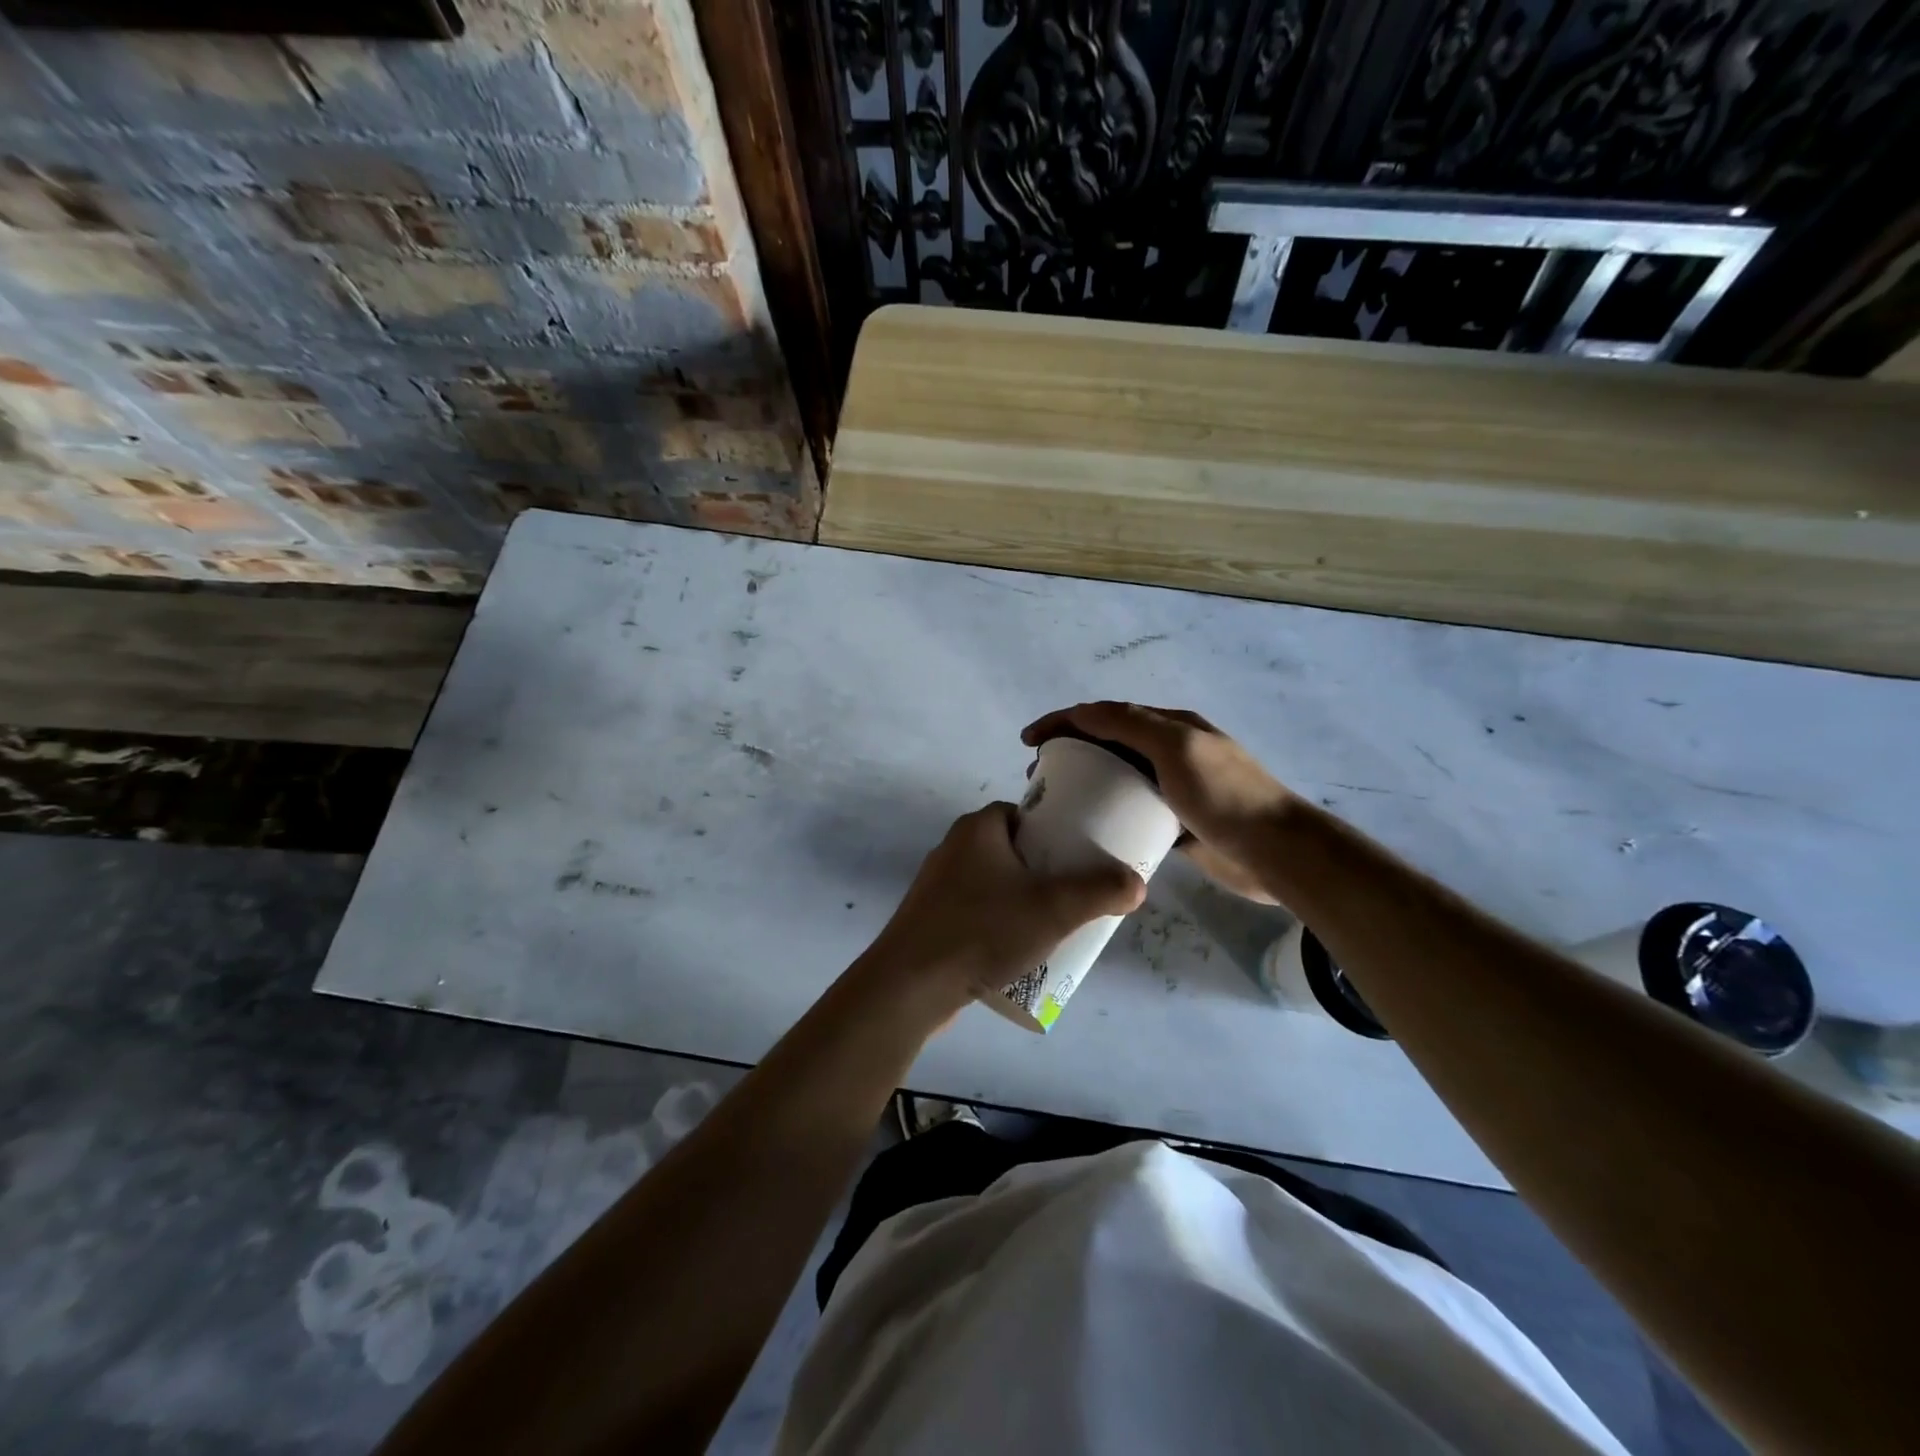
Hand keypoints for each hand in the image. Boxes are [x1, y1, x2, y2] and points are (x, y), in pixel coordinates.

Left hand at [856, 803, 1145, 1023]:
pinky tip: (1015, 950)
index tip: (1079, 856)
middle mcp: (953, 848)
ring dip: (1021, 899)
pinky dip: (997, 922)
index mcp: (978, 828)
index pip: (1023, 814)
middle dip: (1044, 870)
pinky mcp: (929, 919)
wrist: (910, 984)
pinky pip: (974, 911)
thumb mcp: (1054, 908)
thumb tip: (1137, 883)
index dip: (1054, 831)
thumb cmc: (983, 930)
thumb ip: (1100, 891)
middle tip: (1074, 895)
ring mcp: (937, 885)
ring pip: (993, 883)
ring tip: (1053, 926)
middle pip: (1012, 849)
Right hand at [1022, 702, 1294, 904]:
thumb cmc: (1224, 795)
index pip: (1106, 714)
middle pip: (1109, 743)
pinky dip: (1107, 814)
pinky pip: (1132, 811)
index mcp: (1171, 726)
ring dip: (1085, 783)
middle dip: (1069, 751)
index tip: (1029, 741)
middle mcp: (1171, 751)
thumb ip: (1130, 724)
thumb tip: (1081, 711)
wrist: (1277, 852)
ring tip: (1056, 803)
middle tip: (1039, 777)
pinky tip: (1089, 829)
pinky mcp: (1177, 823)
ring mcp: (1175, 788)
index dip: (1064, 721)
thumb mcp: (1177, 748)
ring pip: (1118, 779)